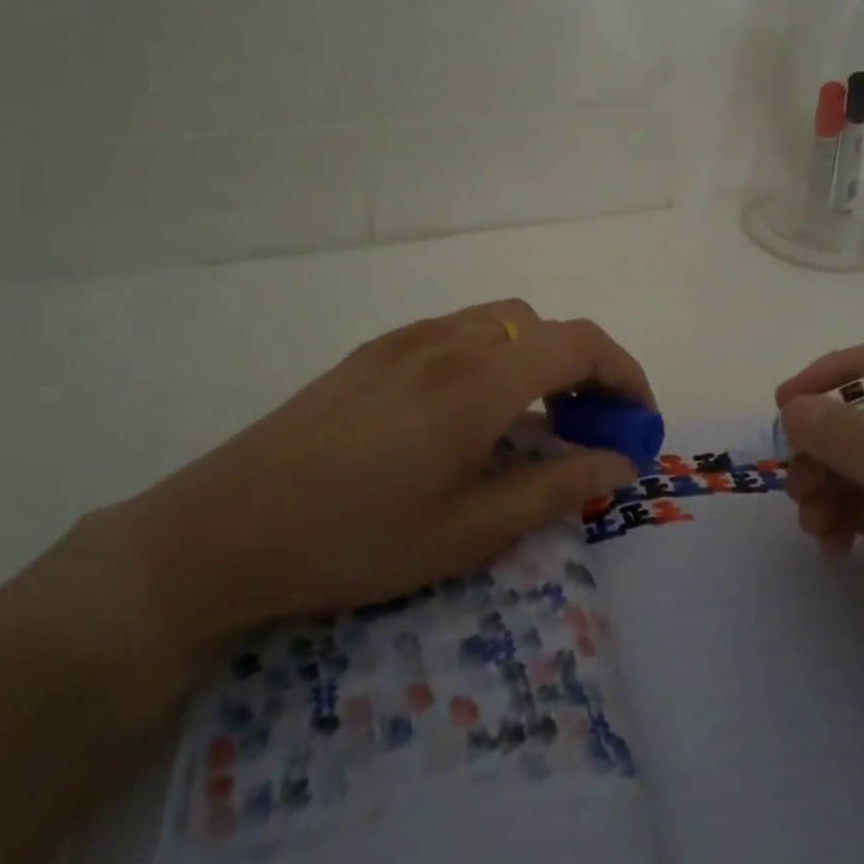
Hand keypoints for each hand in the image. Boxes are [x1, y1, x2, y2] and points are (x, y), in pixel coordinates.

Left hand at [111, 300, 650, 653]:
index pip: (580, 344)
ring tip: (533, 419)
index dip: (625, 374)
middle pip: (543, 326)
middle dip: (584, 367)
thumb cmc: (355, 541)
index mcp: (478, 382)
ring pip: (500, 322)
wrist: (225, 530)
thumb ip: (555, 487)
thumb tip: (619, 462)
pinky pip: (457, 332)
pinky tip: (469, 412)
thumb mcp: (468, 532)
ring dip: (537, 357)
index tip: (639, 419)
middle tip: (588, 427)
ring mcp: (405, 340)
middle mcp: (448, 341)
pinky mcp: (373, 351)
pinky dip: (493, 356)